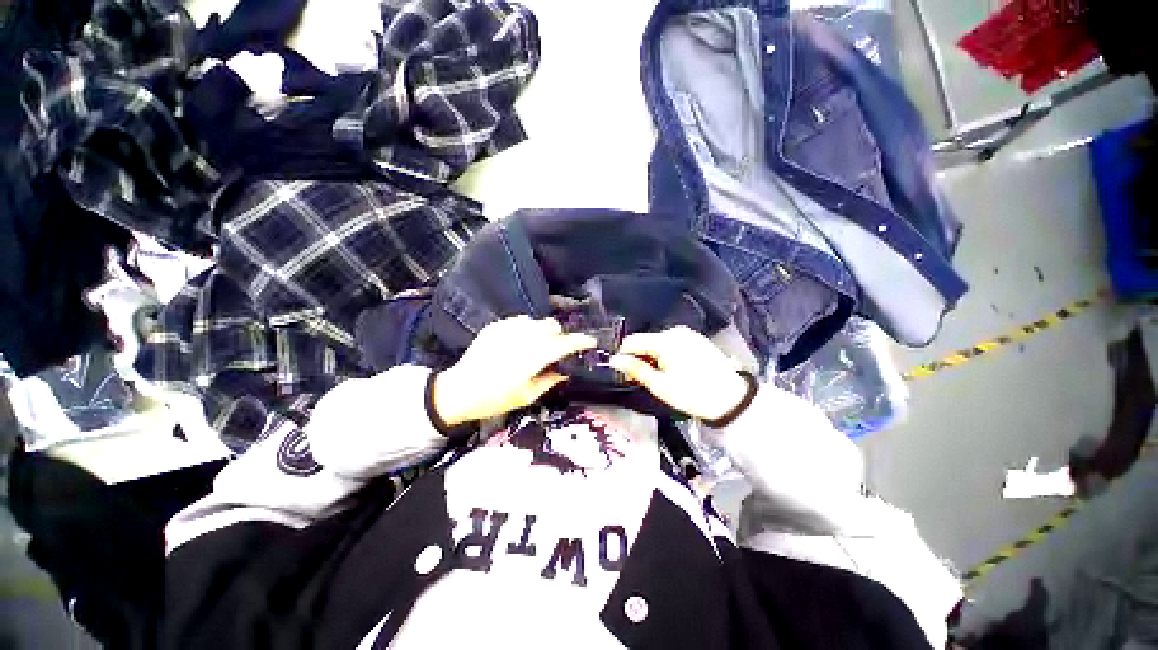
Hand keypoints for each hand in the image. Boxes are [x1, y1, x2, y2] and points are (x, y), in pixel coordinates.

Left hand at [433, 316, 596, 425]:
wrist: (459, 390)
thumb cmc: (495, 399)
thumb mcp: (527, 396)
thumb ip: (551, 379)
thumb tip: (567, 369)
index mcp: (533, 357)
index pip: (565, 344)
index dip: (581, 341)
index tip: (591, 342)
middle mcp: (523, 338)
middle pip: (552, 326)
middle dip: (560, 336)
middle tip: (557, 350)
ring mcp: (507, 329)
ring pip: (536, 321)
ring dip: (543, 331)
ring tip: (536, 346)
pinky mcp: (496, 326)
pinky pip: (519, 320)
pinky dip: (526, 329)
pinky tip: (519, 342)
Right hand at [609, 326, 749, 421]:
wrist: (732, 399)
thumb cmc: (693, 394)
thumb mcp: (660, 386)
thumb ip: (636, 370)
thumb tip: (614, 360)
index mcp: (665, 340)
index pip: (632, 341)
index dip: (623, 356)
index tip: (622, 372)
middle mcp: (675, 331)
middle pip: (645, 341)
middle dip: (639, 357)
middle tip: (640, 378)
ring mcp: (687, 334)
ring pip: (658, 342)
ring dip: (652, 356)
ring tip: (657, 376)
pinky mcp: (696, 339)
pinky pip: (671, 343)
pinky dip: (665, 354)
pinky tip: (671, 369)